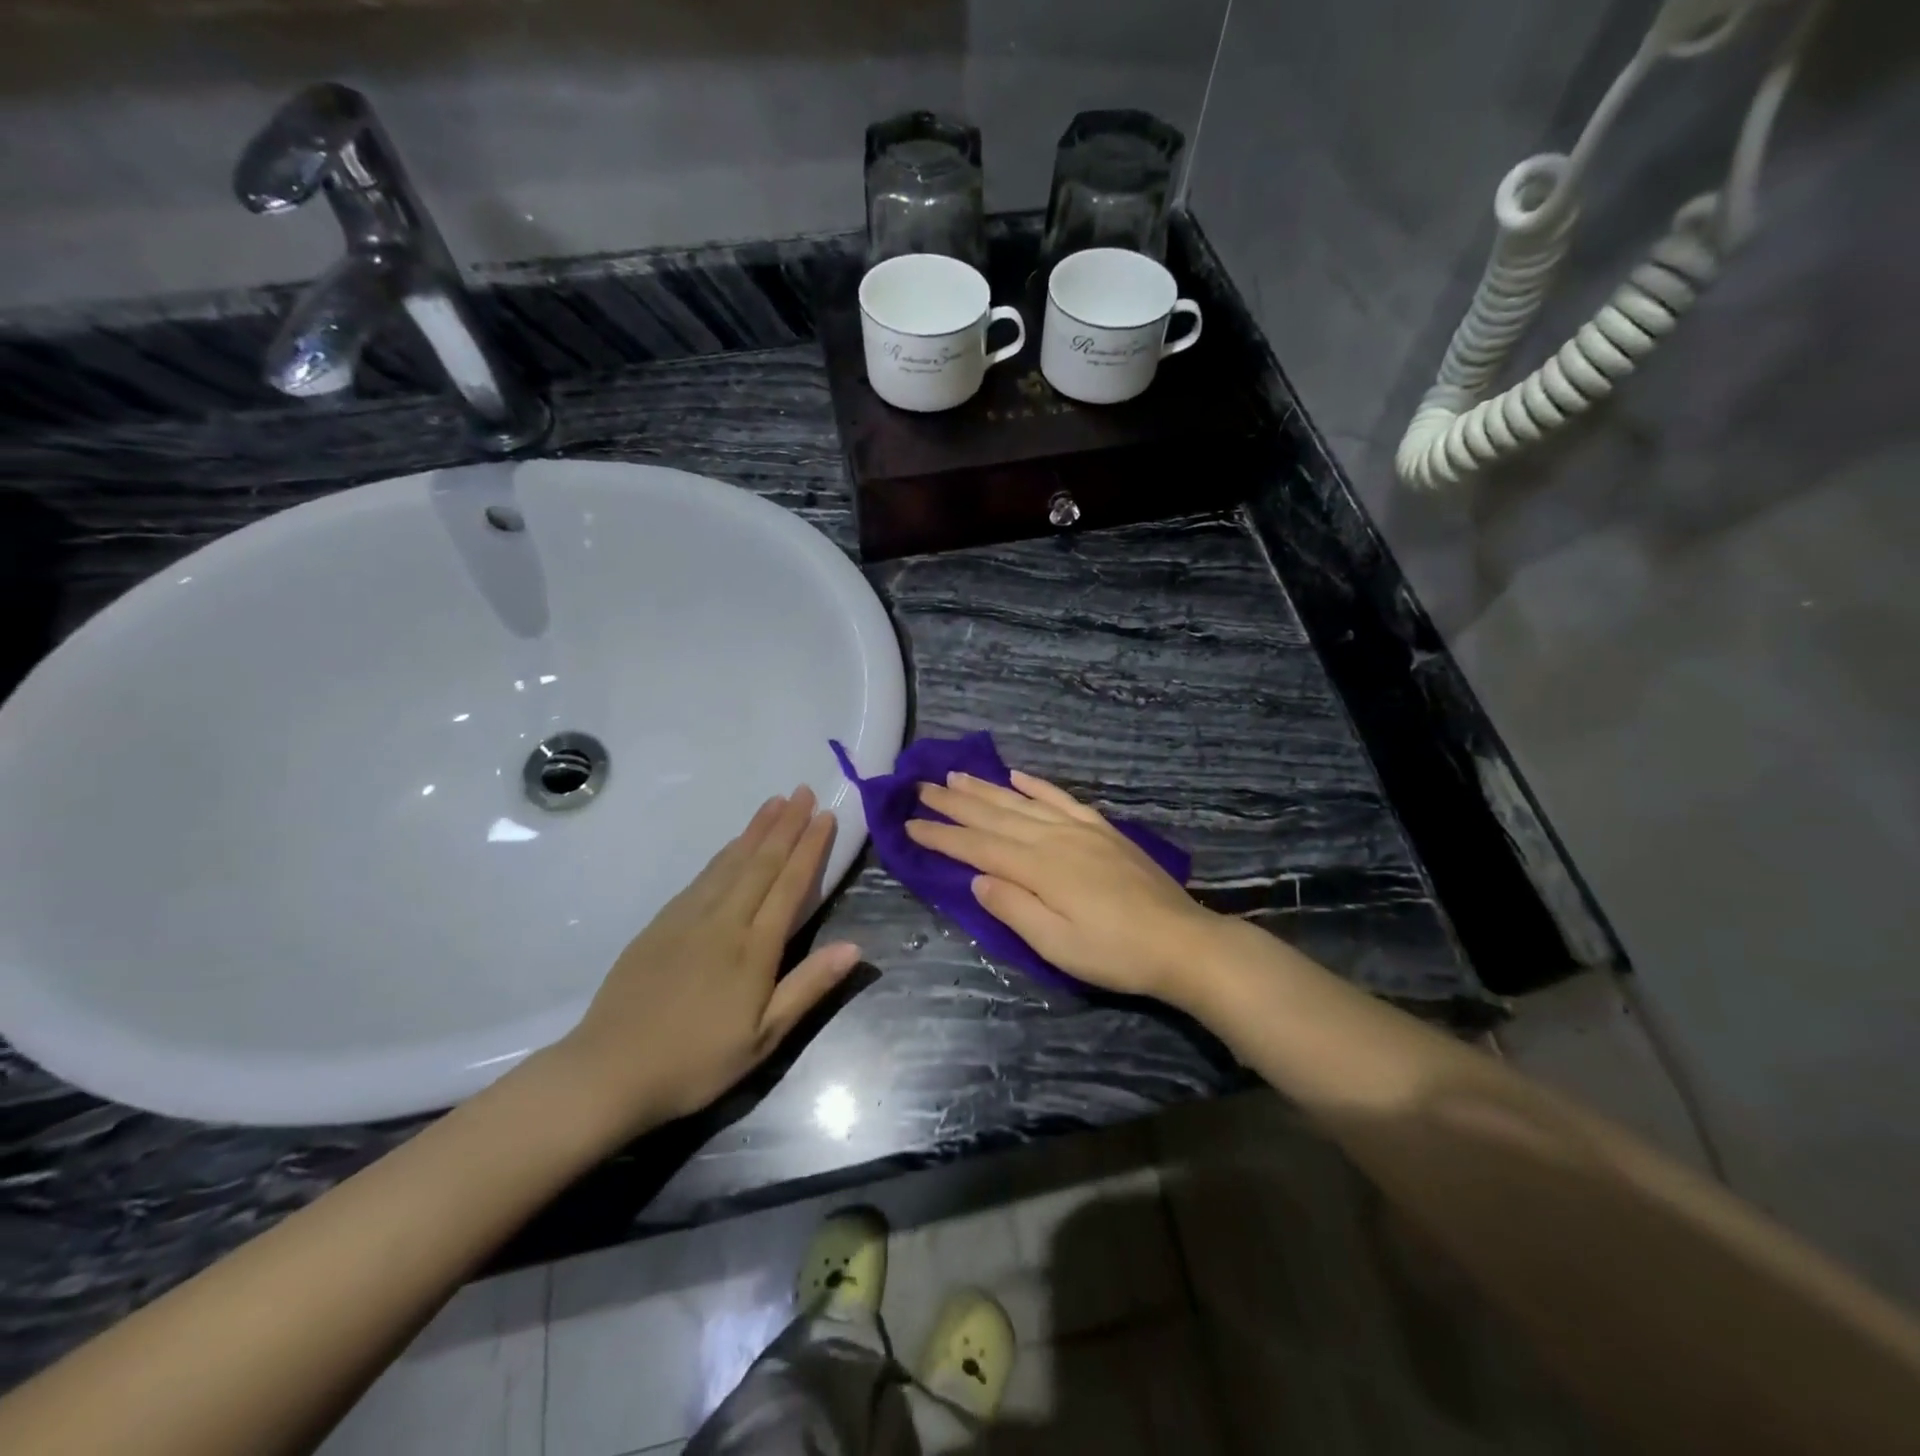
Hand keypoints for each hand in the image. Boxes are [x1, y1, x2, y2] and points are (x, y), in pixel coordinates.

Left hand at [553, 787, 861, 1131]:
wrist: (608, 1070)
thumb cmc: (696, 1061)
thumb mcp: (764, 1038)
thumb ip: (808, 987)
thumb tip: (855, 947)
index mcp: (753, 948)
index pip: (789, 884)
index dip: (810, 847)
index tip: (826, 816)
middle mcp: (723, 921)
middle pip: (761, 862)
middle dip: (786, 824)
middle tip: (803, 790)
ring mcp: (687, 917)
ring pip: (730, 862)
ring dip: (755, 830)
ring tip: (773, 802)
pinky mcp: (661, 923)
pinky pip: (702, 876)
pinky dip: (724, 853)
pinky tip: (731, 845)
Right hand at [906, 770, 1224, 1004]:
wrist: (1182, 941)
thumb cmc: (1115, 953)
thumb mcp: (1057, 945)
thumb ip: (1014, 908)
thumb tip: (977, 878)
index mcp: (1039, 868)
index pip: (978, 847)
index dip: (942, 836)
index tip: (909, 824)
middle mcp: (1054, 838)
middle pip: (995, 816)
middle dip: (955, 803)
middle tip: (921, 787)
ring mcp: (1080, 829)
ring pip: (1022, 801)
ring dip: (986, 788)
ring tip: (956, 775)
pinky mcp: (1102, 830)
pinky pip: (1061, 799)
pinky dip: (1037, 785)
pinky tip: (1018, 775)